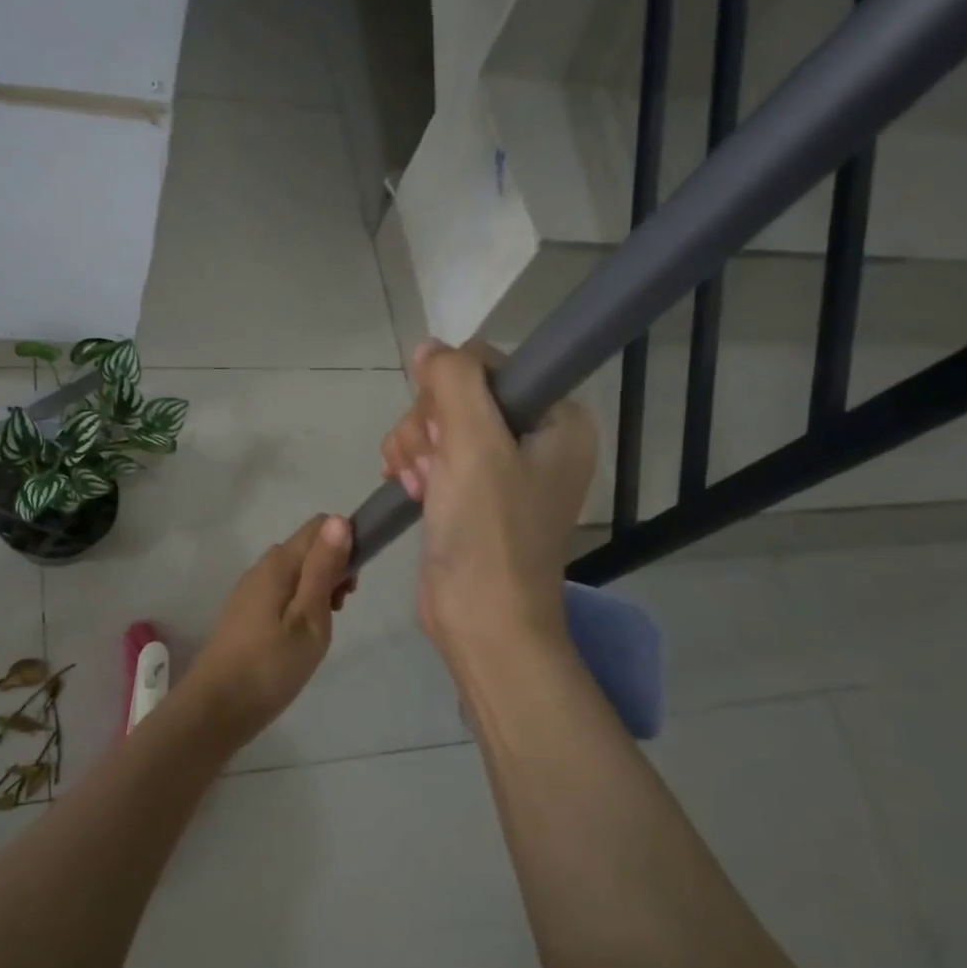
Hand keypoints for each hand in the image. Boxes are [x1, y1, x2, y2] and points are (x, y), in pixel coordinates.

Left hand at [185, 514, 355, 740]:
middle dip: (333, 570)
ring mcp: (250, 590)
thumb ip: (323, 568)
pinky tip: (299, 639)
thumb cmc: (271, 665)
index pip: (319, 526)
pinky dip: (299, 606)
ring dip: (317, 591)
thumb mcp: (309, 617)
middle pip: (308, 549)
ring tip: (320, 631)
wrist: (217, 708)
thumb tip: (339, 520)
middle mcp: (262, 567)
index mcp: (278, 562)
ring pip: (296, 573)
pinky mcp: (245, 613)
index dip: (345, 544)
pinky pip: (282, 593)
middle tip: (338, 612)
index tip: (352, 584)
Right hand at [380, 339, 596, 670]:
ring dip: (415, 447)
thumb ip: (454, 380)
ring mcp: (501, 468)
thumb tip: (430, 348)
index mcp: (557, 419)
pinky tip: (409, 490)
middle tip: (429, 467)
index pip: (490, 366)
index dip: (452, 391)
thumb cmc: (488, 531)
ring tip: (418, 486)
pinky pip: (432, 453)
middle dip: (429, 425)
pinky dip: (413, 466)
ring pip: (438, 422)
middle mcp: (534, 438)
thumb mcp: (473, 444)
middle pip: (458, 393)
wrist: (481, 620)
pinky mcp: (471, 493)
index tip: (445, 433)